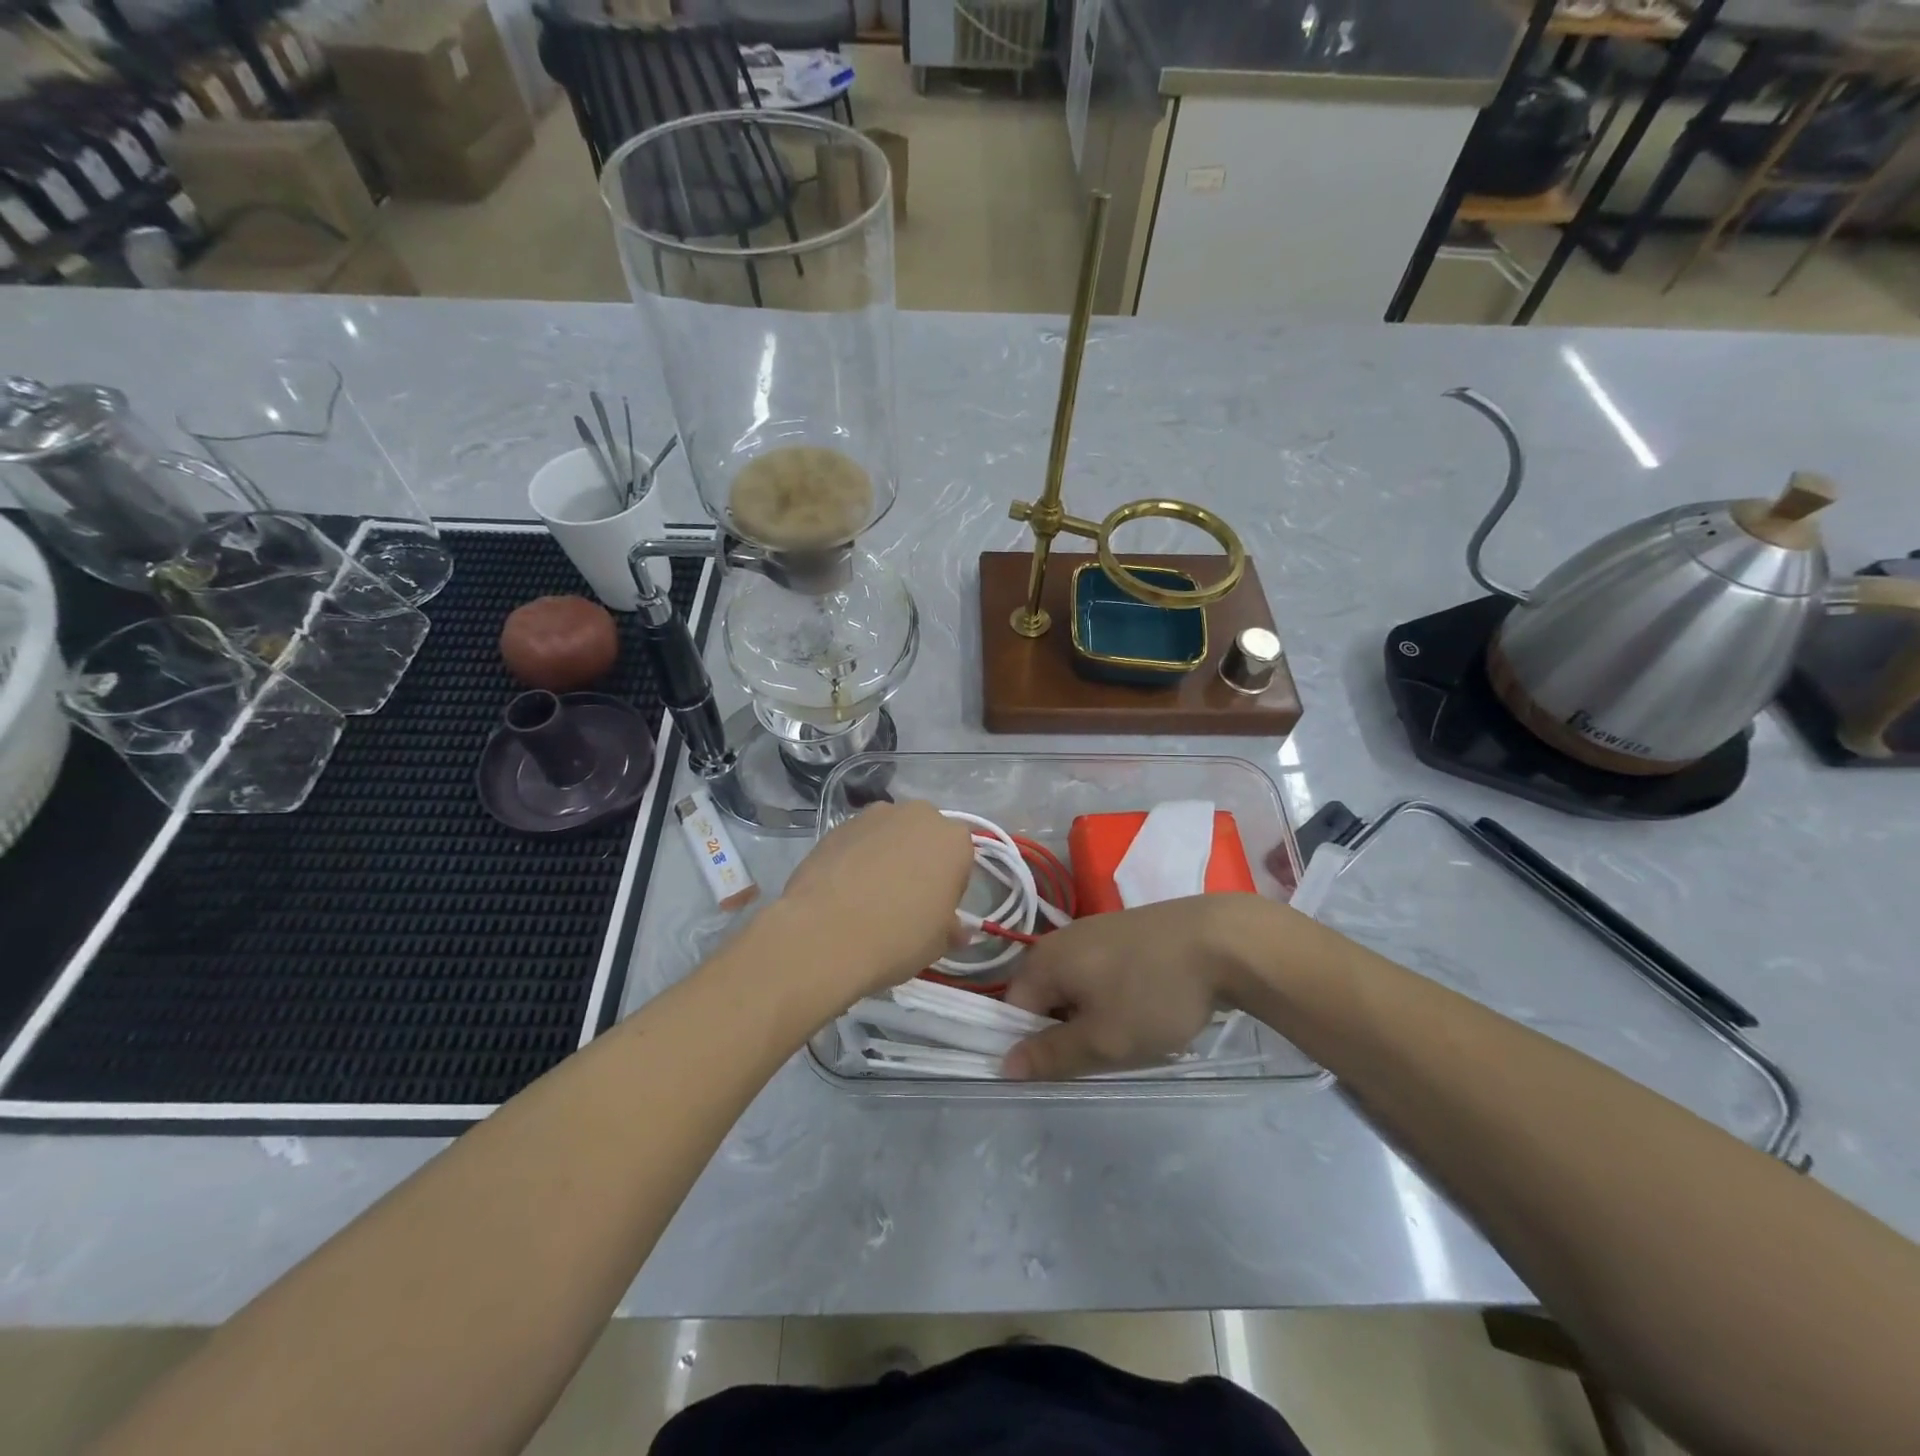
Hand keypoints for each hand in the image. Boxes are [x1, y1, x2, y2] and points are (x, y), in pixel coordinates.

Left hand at [777, 799, 974, 1000]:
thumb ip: (951, 927)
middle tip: (905, 898)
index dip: (949, 885)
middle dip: (919, 860)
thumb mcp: (938, 943)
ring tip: (869, 894)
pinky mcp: (837, 825)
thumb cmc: (898, 937)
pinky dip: (857, 857)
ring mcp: (874, 815)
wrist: (825, 934)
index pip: (961, 858)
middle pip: (925, 837)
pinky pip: (858, 840)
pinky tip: (844, 889)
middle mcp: (917, 815)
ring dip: (887, 855)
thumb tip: (955, 929)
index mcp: (953, 839)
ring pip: (890, 834)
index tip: (935, 909)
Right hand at [1002, 894, 1294, 1080]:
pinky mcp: (1125, 932)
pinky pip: (1103, 974)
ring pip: (1078, 989)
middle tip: (1105, 1054)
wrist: (1223, 942)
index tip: (1069, 1069)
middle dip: (1069, 1032)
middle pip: (1046, 998)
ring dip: (1096, 1018)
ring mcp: (1094, 931)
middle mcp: (1060, 940)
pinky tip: (1149, 1008)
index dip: (1033, 1046)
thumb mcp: (1102, 1039)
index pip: (1014, 1011)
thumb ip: (1051, 1055)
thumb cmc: (1153, 994)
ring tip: (1133, 1034)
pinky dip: (1117, 997)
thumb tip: (1004, 1065)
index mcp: (1043, 960)